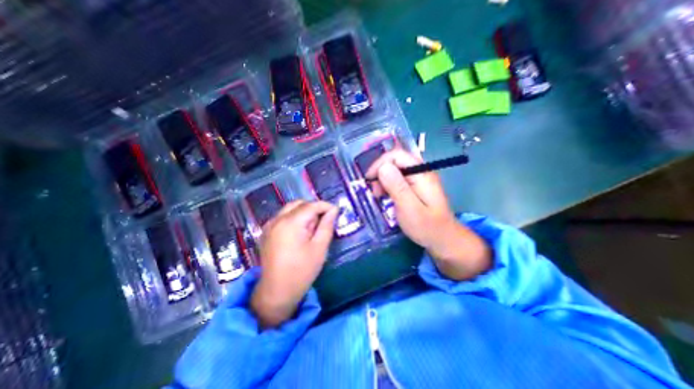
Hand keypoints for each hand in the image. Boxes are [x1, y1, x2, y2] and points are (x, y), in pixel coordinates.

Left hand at [253, 201, 339, 327]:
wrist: (276, 292)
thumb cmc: (301, 271)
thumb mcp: (319, 248)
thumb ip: (327, 226)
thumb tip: (333, 210)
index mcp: (290, 223)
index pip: (311, 205)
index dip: (325, 206)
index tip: (336, 211)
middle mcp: (277, 219)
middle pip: (299, 204)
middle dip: (314, 208)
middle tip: (325, 220)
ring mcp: (269, 225)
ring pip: (290, 209)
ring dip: (304, 212)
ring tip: (313, 227)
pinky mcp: (267, 231)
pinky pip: (283, 216)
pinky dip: (294, 217)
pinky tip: (300, 231)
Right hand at [365, 147, 490, 279]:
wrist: (443, 239)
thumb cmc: (427, 227)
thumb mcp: (409, 208)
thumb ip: (396, 187)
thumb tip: (383, 167)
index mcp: (421, 173)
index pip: (397, 155)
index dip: (380, 163)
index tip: (369, 179)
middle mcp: (421, 172)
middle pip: (396, 161)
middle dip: (381, 172)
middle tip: (374, 191)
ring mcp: (419, 179)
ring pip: (396, 170)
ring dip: (383, 180)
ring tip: (378, 195)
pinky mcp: (416, 187)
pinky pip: (399, 179)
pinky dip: (389, 185)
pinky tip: (386, 196)